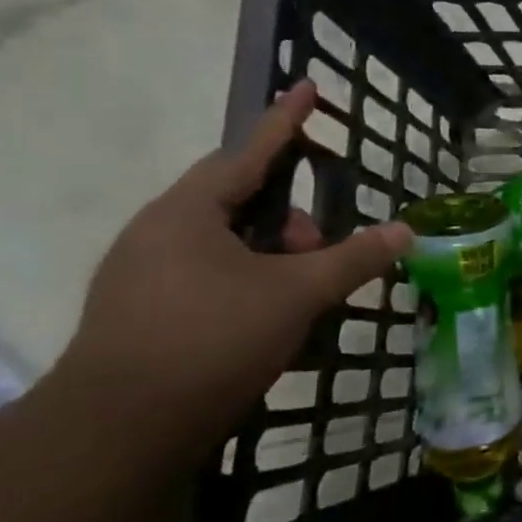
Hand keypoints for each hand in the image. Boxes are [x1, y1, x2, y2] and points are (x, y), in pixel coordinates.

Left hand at [56, 81, 412, 450]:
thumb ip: (354, 258)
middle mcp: (157, 234)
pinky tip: (270, 313)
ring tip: (303, 287)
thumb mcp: (297, 294)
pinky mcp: (139, 314)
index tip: (307, 86)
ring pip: (223, 243)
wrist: (116, 434)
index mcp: (187, 213)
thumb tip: (406, 232)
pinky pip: (206, 274)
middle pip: (237, 201)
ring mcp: (141, 276)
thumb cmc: (211, 340)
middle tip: (322, 243)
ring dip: (271, 253)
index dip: (285, 121)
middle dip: (290, 215)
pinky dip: (247, 279)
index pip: (247, 152)